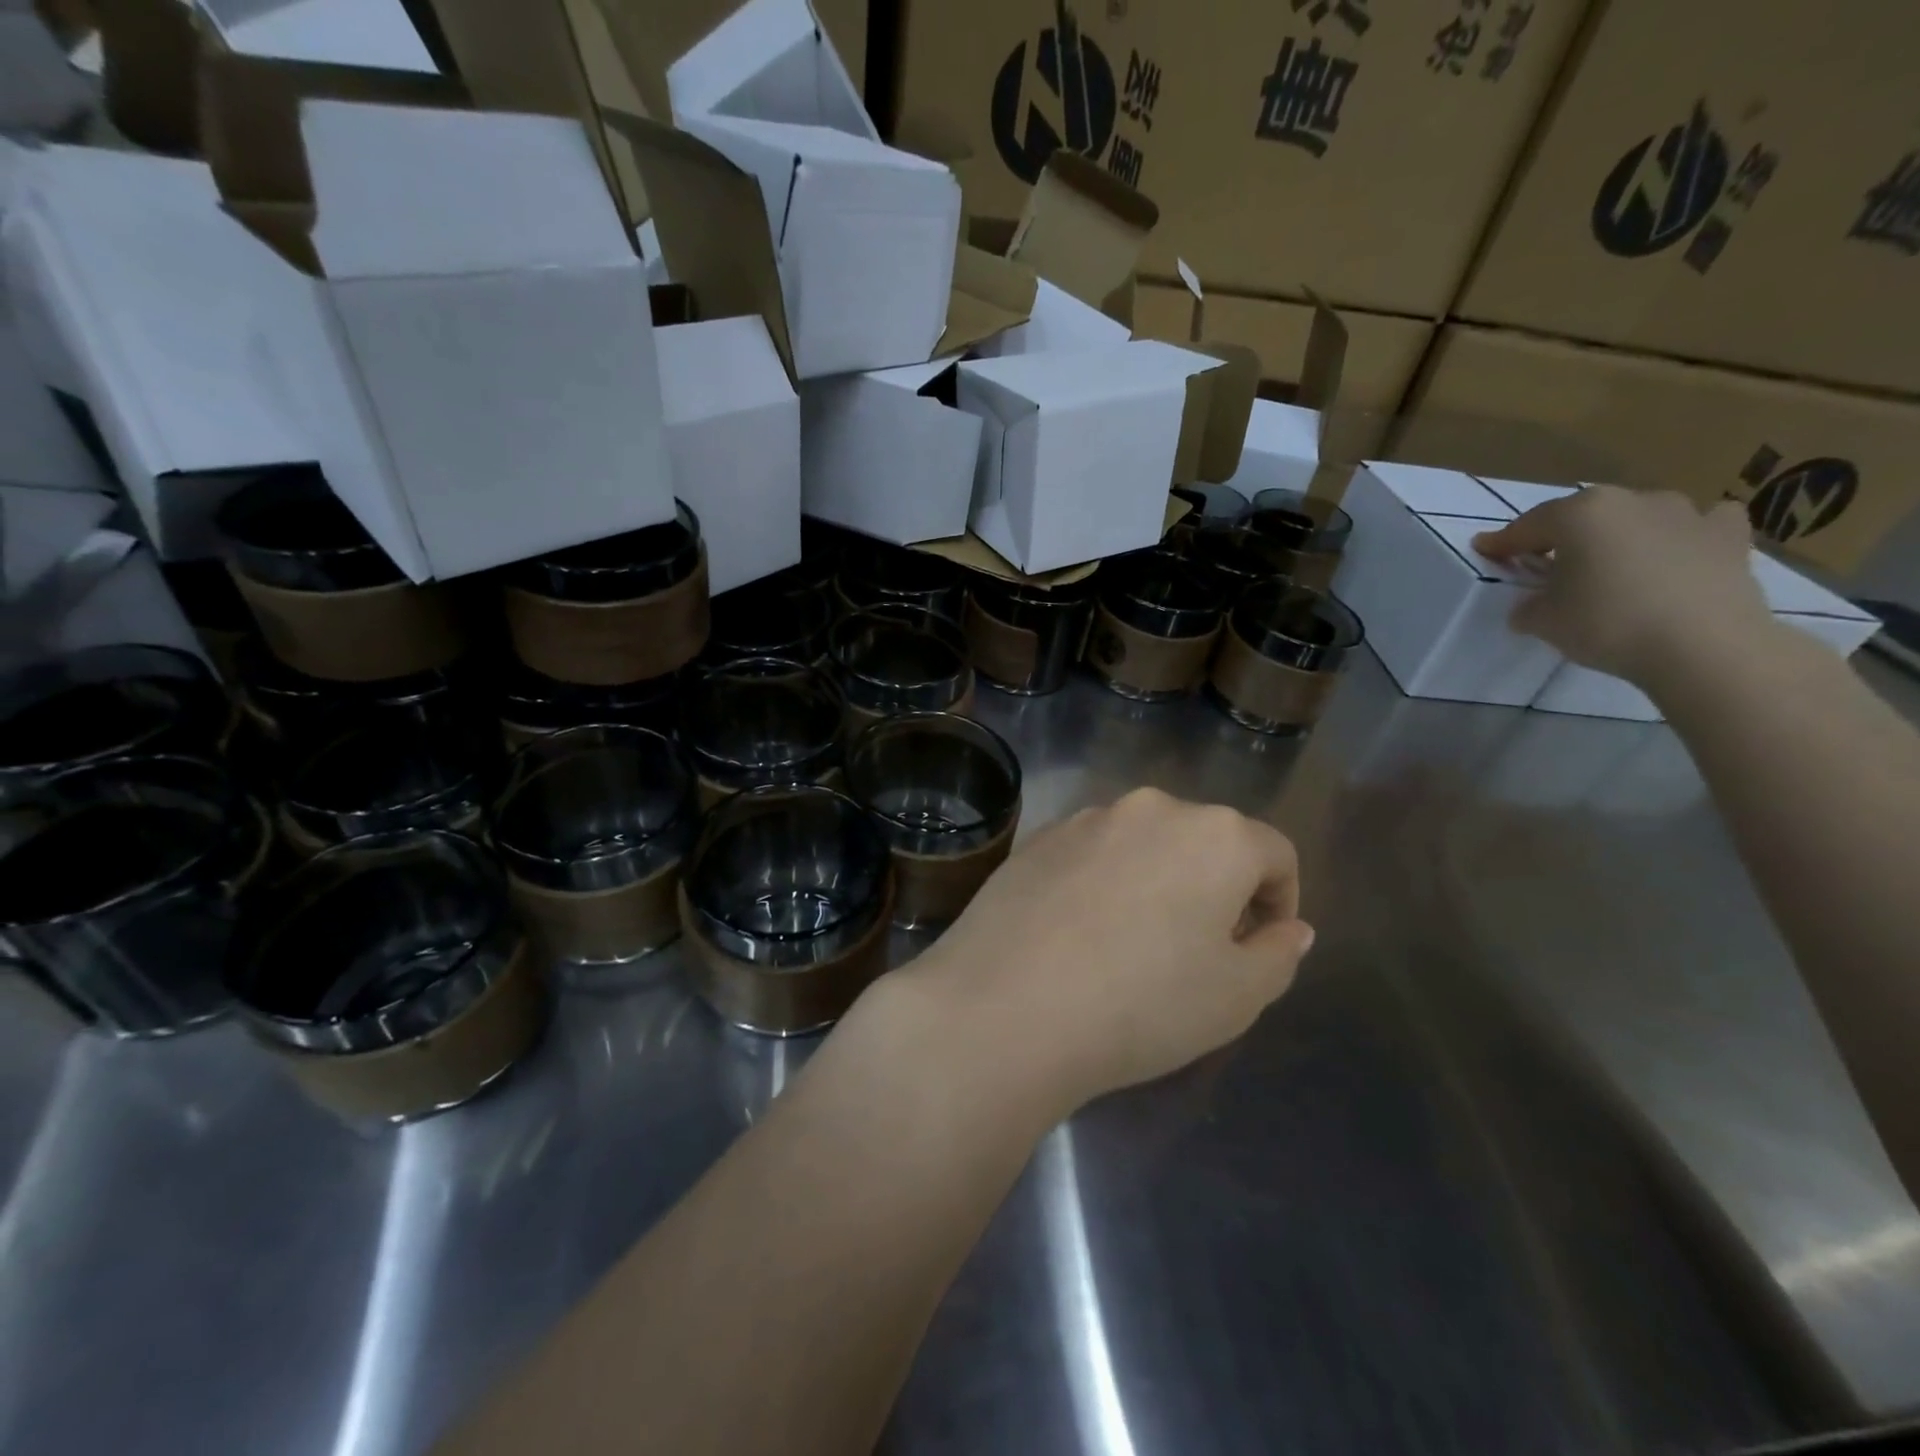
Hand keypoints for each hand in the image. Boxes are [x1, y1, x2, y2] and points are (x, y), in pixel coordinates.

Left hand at [903, 788, 1312, 1115]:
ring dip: (1157, 880)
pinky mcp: (1037, 838)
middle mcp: (1151, 808)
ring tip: (1136, 942)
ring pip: (1145, 844)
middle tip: (1201, 949)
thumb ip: (1278, 954)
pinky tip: (1081, 933)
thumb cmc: (1143, 1003)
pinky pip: (1092, 854)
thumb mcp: (1238, 996)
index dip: (1280, 901)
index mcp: (1214, 834)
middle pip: (1206, 841)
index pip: (1274, 854)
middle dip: (1217, 889)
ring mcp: (1086, 819)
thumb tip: (1290, 928)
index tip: (1260, 947)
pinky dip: (1104, 882)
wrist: (1007, 1005)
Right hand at [1473, 487, 1773, 685]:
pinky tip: (1678, 551)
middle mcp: (1630, 500)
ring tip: (1611, 563)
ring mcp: (1685, 512)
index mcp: (1578, 515)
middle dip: (1561, 537)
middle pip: (1582, 516)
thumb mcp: (1542, 621)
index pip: (1526, 527)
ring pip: (1637, 516)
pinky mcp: (1728, 535)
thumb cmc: (1607, 624)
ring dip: (1620, 534)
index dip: (1502, 543)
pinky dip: (1684, 534)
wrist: (1703, 645)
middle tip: (1546, 563)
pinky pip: (1700, 523)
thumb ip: (1529, 605)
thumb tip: (1534, 603)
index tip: (1485, 550)